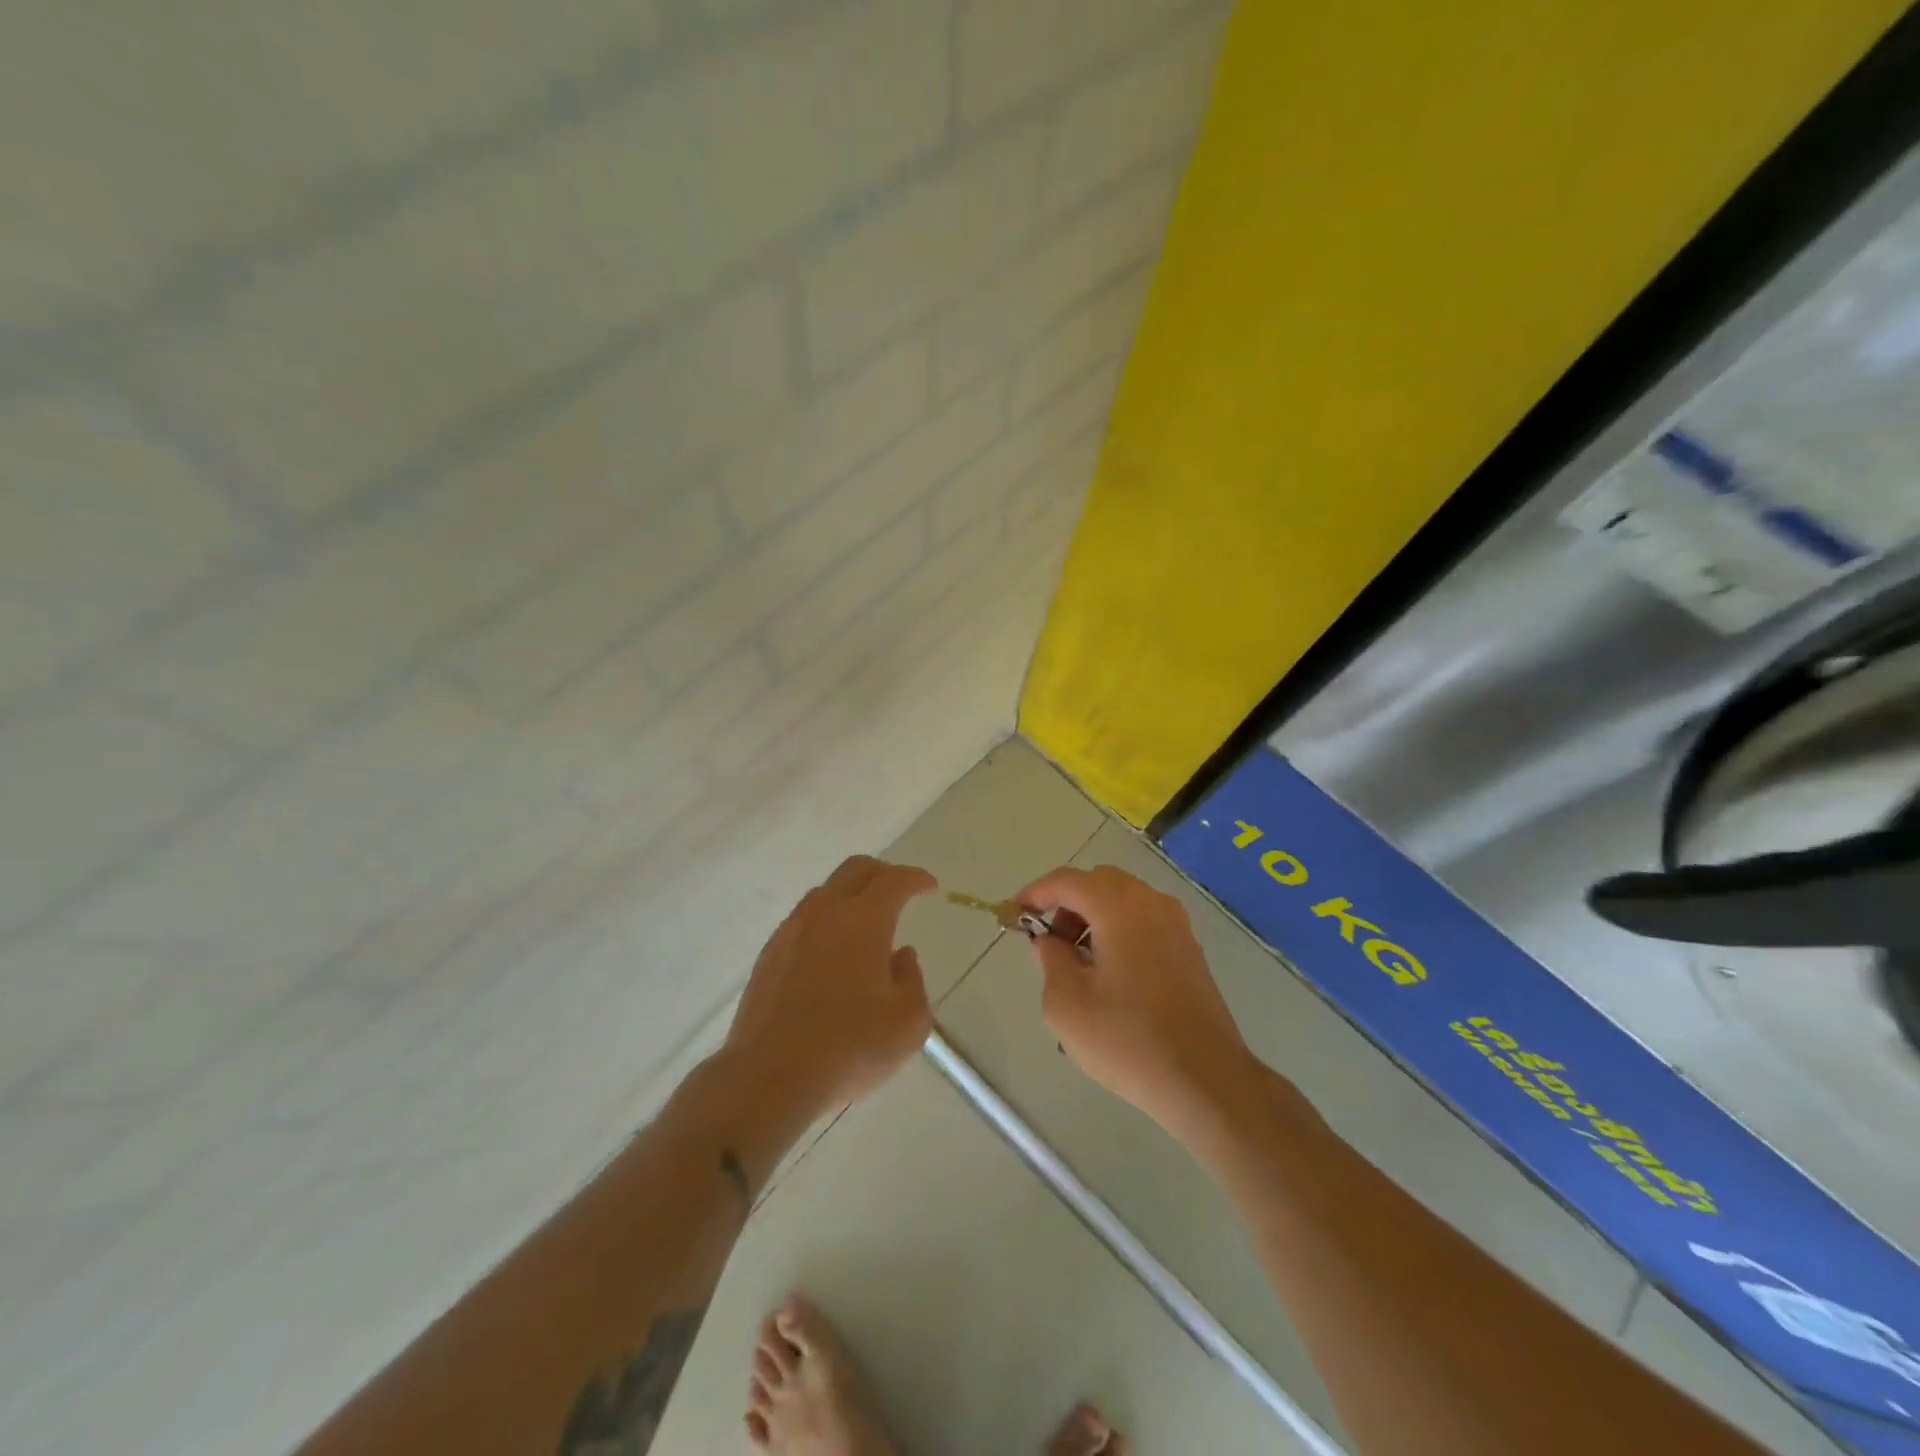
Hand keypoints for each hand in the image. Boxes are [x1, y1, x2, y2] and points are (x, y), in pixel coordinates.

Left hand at [723, 855, 936, 1119]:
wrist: (770, 1076)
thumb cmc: (849, 1048)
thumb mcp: (908, 1023)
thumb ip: (912, 981)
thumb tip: (901, 957)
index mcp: (864, 920)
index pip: (894, 881)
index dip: (916, 878)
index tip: (929, 887)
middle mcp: (825, 913)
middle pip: (855, 870)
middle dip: (883, 873)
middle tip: (900, 891)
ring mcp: (791, 931)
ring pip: (824, 892)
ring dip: (850, 895)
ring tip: (864, 923)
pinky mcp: (768, 955)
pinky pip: (803, 920)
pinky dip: (825, 921)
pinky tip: (830, 953)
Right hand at [1017, 864, 1254, 1134]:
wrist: (1205, 1079)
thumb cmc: (1127, 1040)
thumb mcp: (1066, 1003)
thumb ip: (1050, 959)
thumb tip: (1051, 941)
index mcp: (1119, 907)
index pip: (1066, 880)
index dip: (1034, 893)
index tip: (1012, 915)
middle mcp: (1151, 903)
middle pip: (1097, 882)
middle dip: (1066, 903)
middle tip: (1048, 941)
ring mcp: (1176, 924)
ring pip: (1123, 899)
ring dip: (1093, 916)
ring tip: (1077, 963)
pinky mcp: (1189, 948)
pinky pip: (1144, 920)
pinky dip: (1118, 929)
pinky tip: (1110, 973)